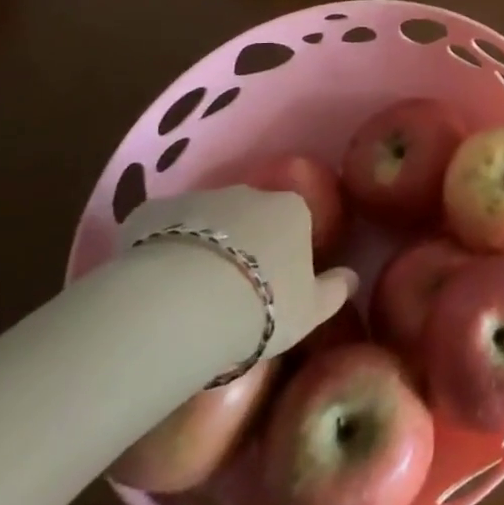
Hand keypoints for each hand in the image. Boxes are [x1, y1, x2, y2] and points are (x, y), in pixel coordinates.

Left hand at [120, 186, 357, 358]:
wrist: (184, 305)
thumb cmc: (261, 307)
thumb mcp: (311, 311)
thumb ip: (334, 290)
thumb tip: (352, 276)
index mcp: (292, 210)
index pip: (295, 220)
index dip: (285, 249)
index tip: (273, 282)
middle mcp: (249, 193)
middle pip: (250, 214)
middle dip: (242, 241)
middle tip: (230, 288)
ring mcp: (199, 197)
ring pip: (204, 220)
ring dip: (201, 244)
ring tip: (187, 291)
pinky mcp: (151, 212)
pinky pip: (159, 228)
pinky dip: (158, 247)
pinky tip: (151, 282)